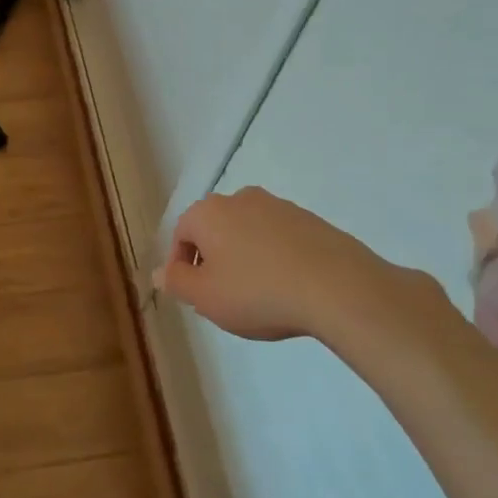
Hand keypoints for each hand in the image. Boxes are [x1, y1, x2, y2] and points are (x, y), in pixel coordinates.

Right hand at [156, 187, 458, 360]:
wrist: (337, 287)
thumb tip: (159, 271)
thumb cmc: (257, 292)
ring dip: (245, 259)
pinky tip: (287, 289)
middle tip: (223, 298)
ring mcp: (279, 206)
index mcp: (208, 212)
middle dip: (213, 261)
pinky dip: (275, 259)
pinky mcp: (311, 220)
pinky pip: (279, 240)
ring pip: (248, 233)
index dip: (181, 267)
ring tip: (258, 297)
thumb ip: (176, 282)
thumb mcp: (205, 297)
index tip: (194, 297)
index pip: (180, 235)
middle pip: (214, 231)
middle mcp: (240, 199)